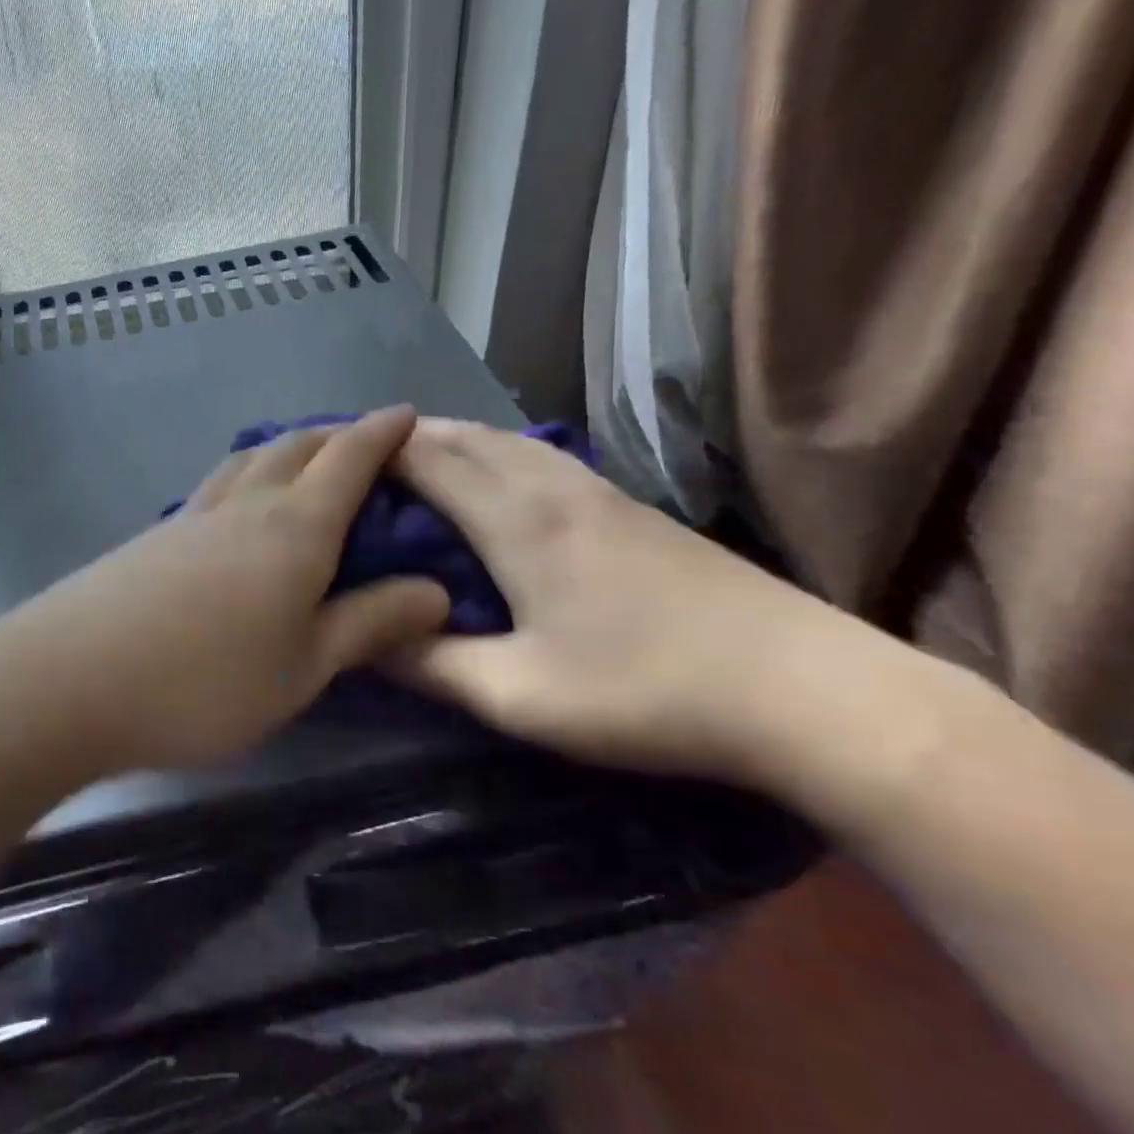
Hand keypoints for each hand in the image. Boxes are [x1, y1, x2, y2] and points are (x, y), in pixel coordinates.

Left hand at [0, 407, 450, 774]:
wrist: (70, 680)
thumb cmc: (206, 681)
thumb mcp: (305, 666)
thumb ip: (370, 623)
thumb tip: (437, 590)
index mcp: (295, 527)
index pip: (348, 460)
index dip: (382, 433)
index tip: (407, 413)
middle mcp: (244, 505)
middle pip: (295, 447)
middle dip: (334, 435)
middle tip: (360, 440)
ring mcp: (191, 517)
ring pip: (247, 461)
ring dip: (283, 449)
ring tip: (301, 460)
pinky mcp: (152, 538)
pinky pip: (214, 489)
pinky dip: (242, 478)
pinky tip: (236, 507)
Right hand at [389, 417, 897, 786]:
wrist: (807, 690)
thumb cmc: (648, 693)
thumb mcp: (520, 697)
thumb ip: (432, 666)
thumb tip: (363, 640)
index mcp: (517, 520)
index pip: (426, 459)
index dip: (371, 451)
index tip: (326, 458)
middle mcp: (551, 486)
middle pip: (463, 436)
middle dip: (403, 438)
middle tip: (355, 459)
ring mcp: (597, 490)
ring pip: (504, 439)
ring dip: (450, 439)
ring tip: (411, 459)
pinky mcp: (628, 507)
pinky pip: (538, 455)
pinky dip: (493, 452)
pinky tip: (494, 478)